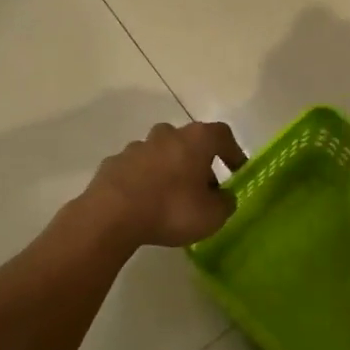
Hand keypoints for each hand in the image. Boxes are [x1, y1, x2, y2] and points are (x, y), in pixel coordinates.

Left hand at [82, 121, 246, 247]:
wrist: (111, 215)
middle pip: (190, 142)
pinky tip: (145, 202)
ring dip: (171, 169)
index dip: (233, 151)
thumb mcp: (212, 216)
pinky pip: (138, 168)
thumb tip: (224, 196)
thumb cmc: (171, 209)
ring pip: (162, 153)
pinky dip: (145, 180)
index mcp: (195, 139)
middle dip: (199, 162)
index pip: (222, 135)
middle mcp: (167, 134)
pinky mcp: (114, 162)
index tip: (237, 171)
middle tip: (204, 188)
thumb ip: (225, 203)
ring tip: (172, 198)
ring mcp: (137, 146)